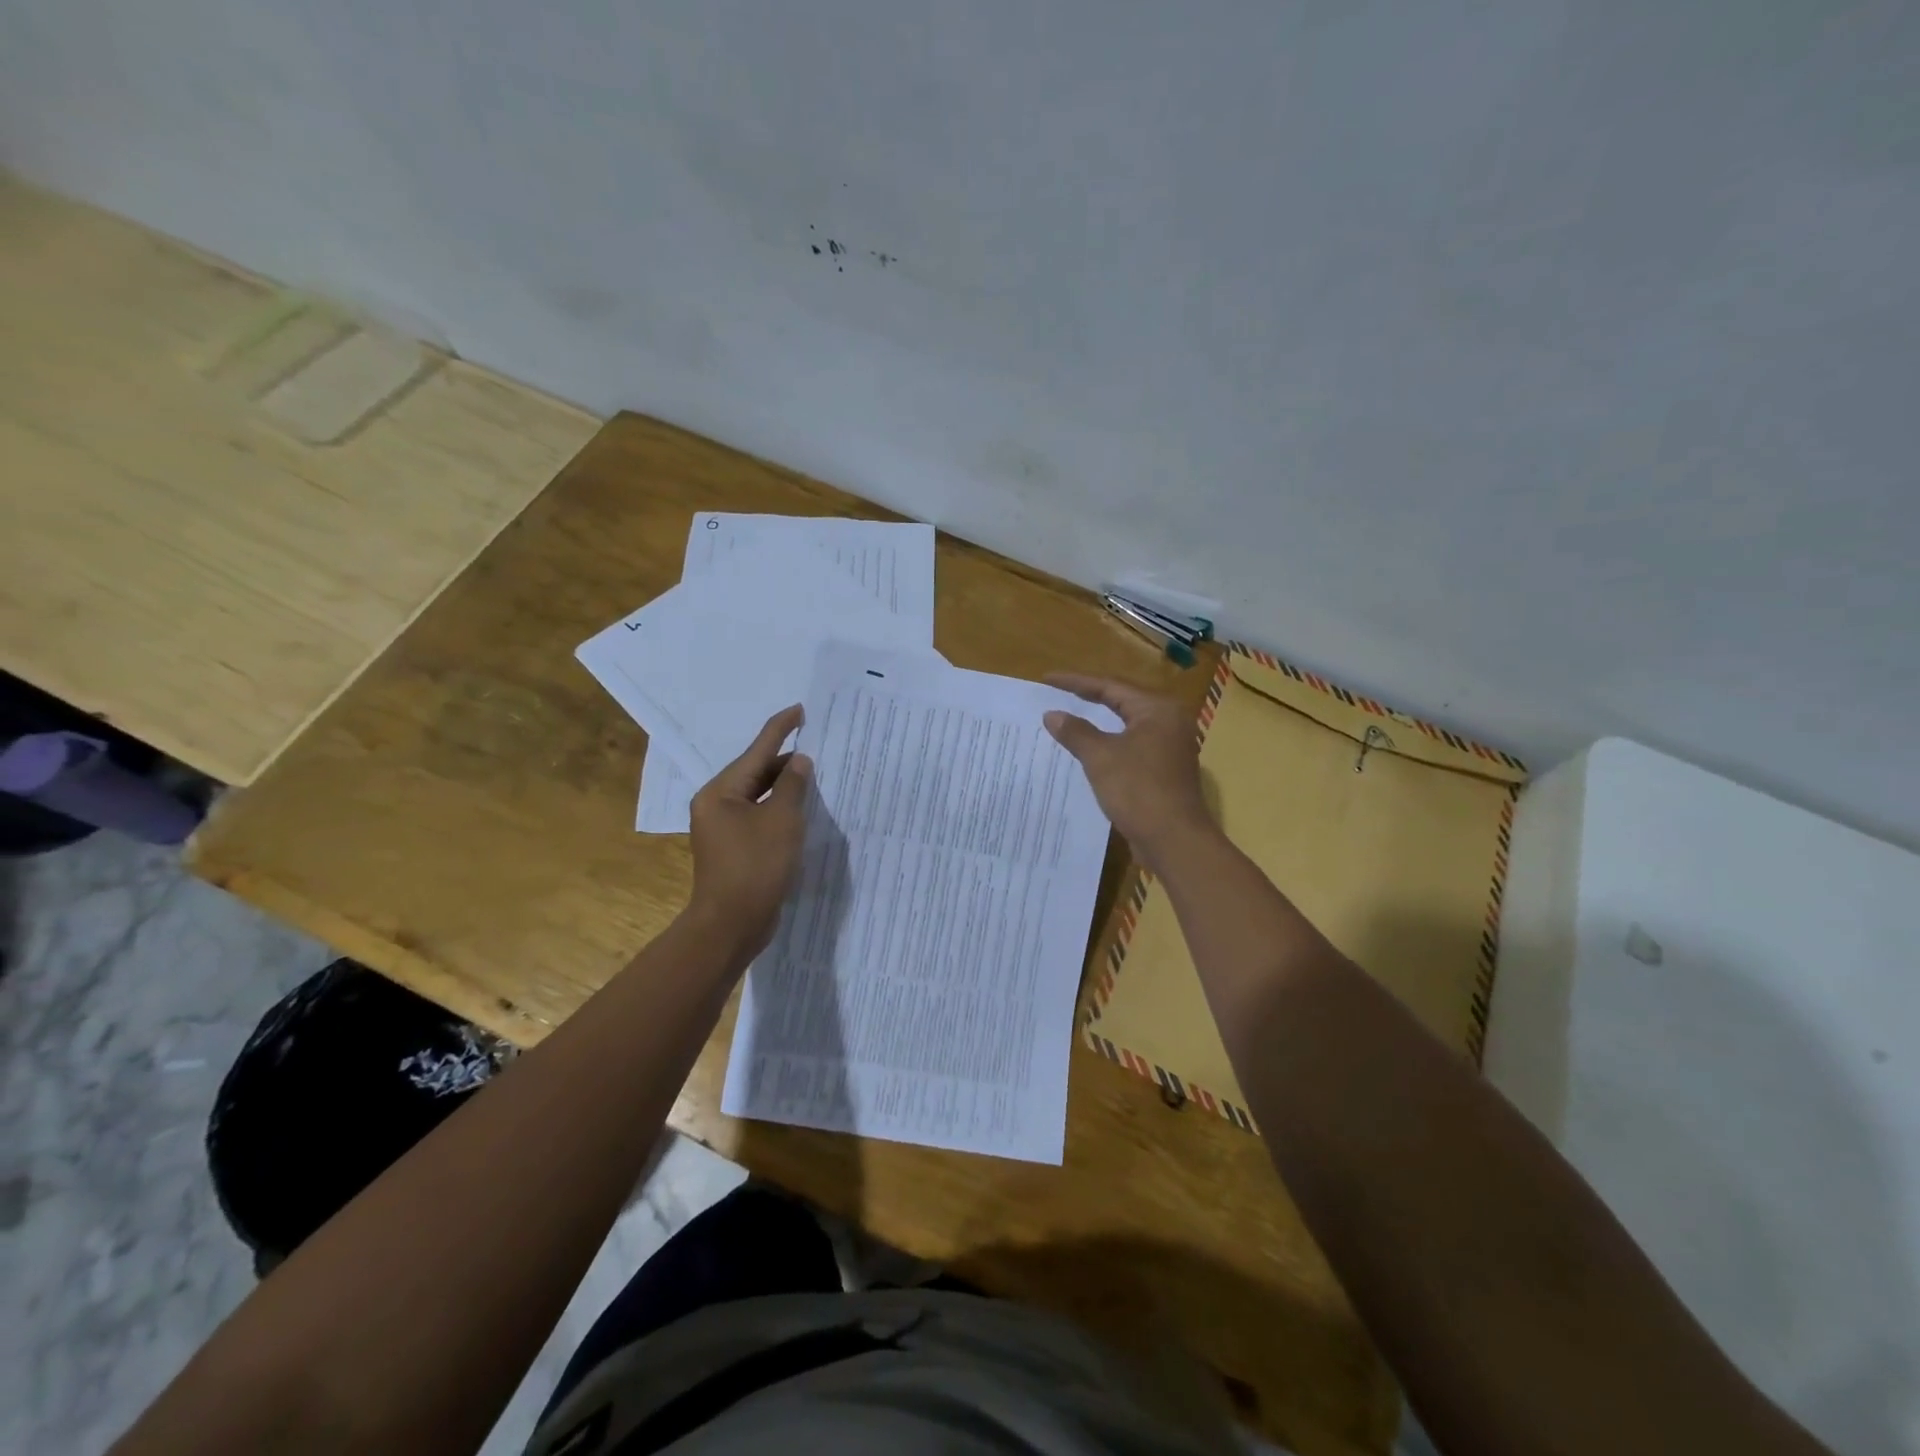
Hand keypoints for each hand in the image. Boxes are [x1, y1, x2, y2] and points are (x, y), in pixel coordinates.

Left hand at [687, 705, 811, 957]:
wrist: (732, 925)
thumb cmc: (756, 867)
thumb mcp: (782, 820)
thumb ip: (793, 785)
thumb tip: (799, 762)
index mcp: (721, 792)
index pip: (756, 751)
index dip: (780, 729)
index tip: (800, 709)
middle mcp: (716, 804)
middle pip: (756, 772)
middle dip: (786, 761)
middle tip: (818, 748)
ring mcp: (723, 828)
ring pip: (759, 795)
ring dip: (785, 787)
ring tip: (815, 776)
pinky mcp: (734, 847)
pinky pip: (760, 816)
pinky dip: (780, 809)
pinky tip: (802, 809)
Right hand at [1043, 674, 1211, 868]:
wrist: (1174, 840)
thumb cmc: (1138, 791)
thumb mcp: (1101, 757)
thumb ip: (1076, 732)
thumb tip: (1052, 714)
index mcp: (1157, 709)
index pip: (1111, 686)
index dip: (1076, 683)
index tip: (1047, 679)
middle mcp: (1169, 721)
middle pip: (1122, 702)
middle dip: (1088, 698)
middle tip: (1057, 694)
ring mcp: (1170, 746)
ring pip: (1127, 725)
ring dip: (1098, 722)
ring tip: (1068, 718)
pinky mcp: (1165, 769)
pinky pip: (1131, 746)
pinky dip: (1108, 744)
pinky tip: (1088, 750)